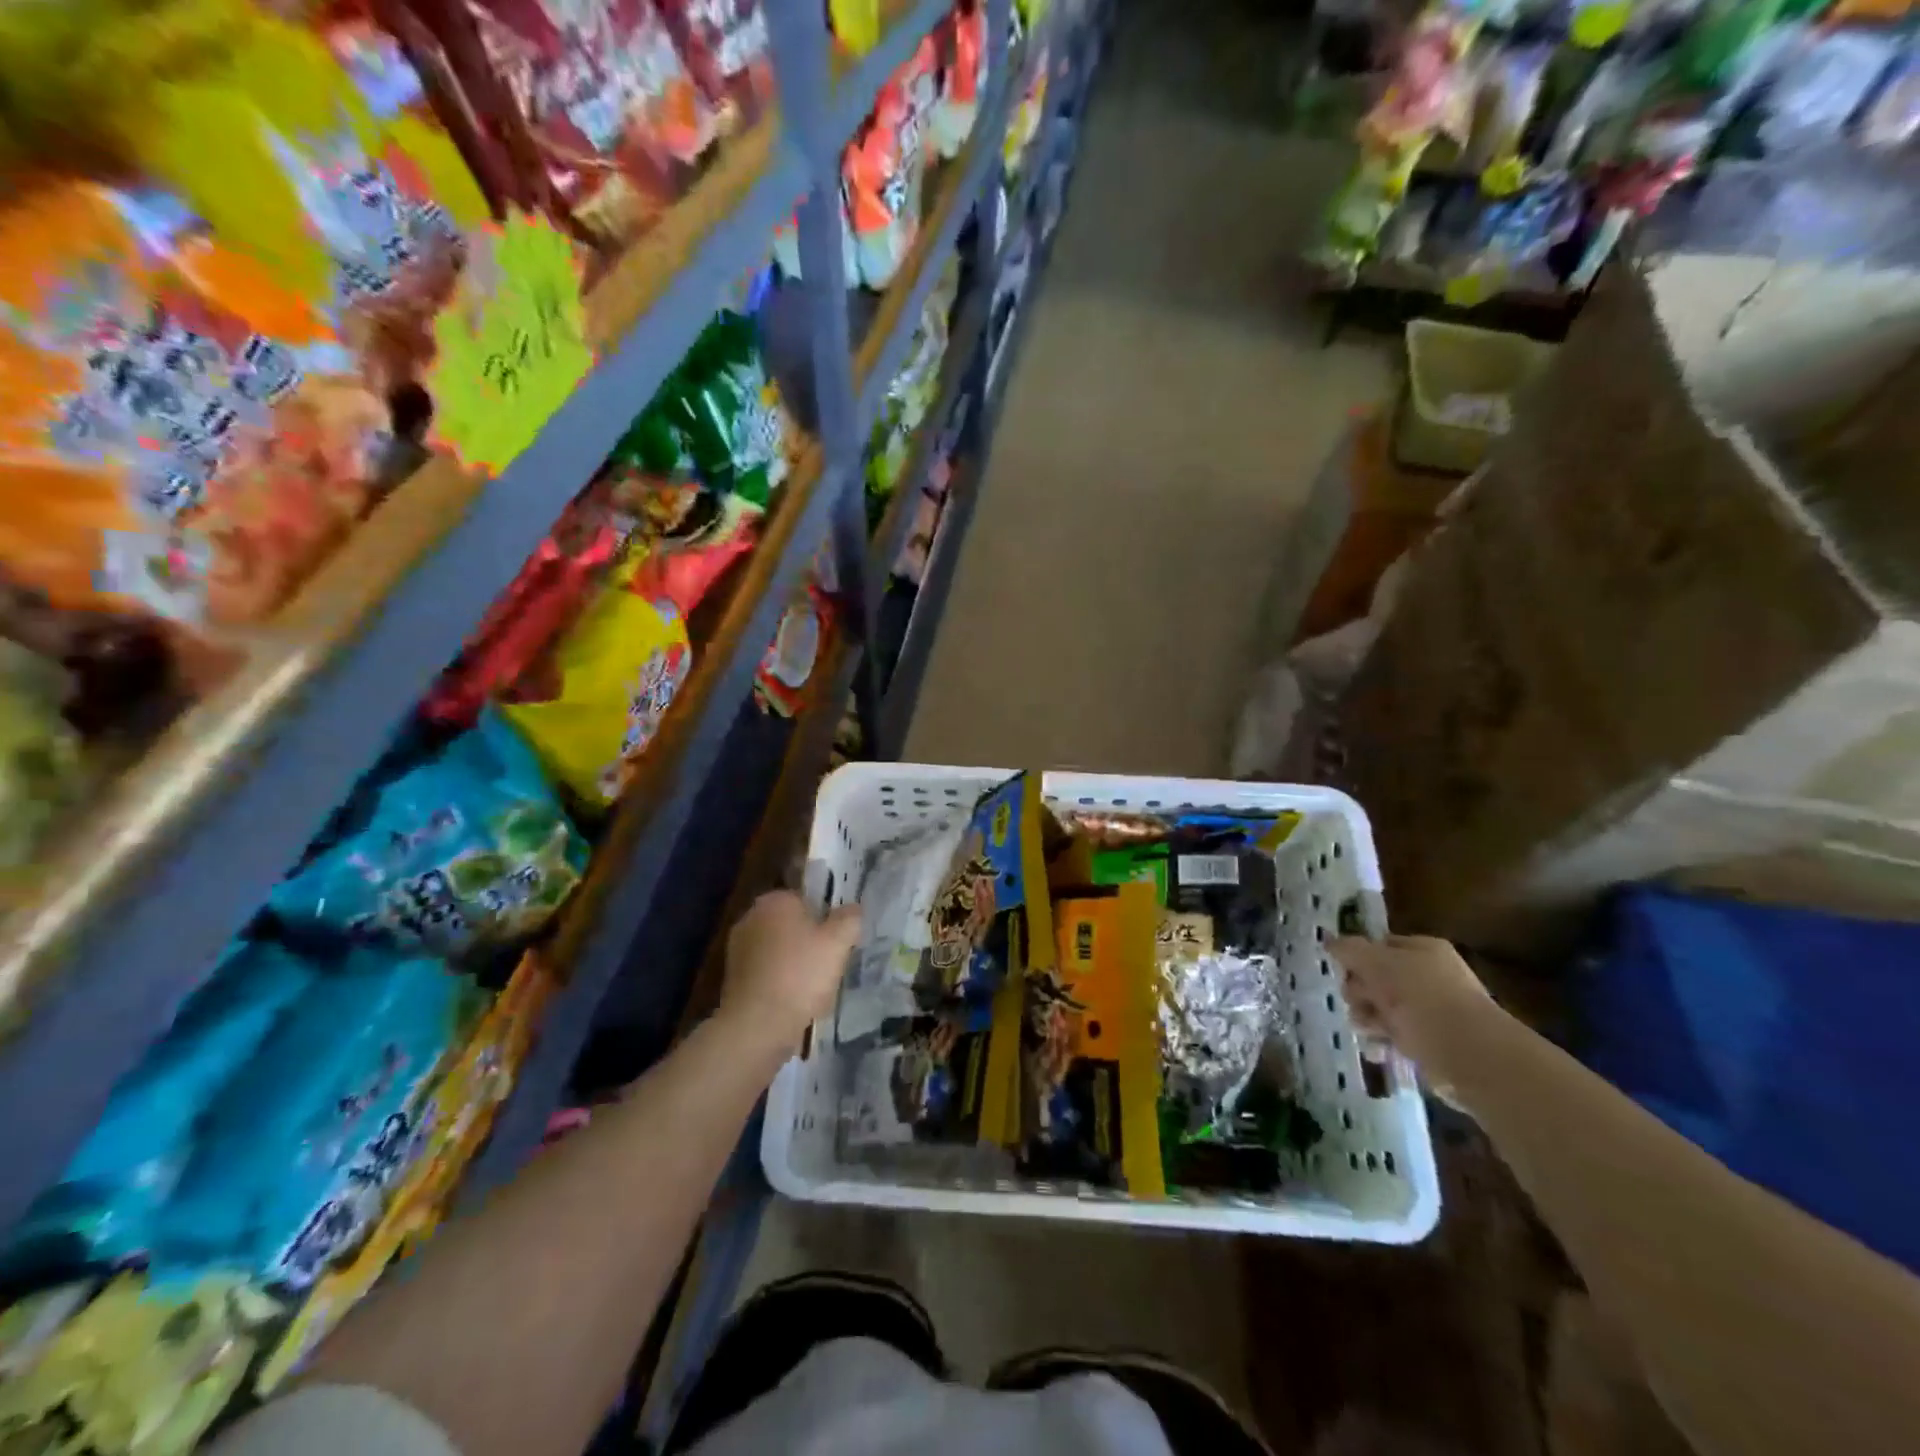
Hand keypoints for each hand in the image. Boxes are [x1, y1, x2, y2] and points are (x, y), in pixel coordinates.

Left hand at [718, 891, 860, 1057]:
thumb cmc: (800, 974)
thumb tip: (852, 909)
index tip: (838, 941)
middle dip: (810, 941)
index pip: (807, 899)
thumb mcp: (838, 942)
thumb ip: (849, 919)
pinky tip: (794, 1001)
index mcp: (775, 900)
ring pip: (779, 950)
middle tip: (830, 964)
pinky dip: (780, 982)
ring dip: (795, 963)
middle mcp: (751, 917)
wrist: (757, 1025)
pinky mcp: (732, 977)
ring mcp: (737, 948)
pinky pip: (766, 972)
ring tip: (814, 988)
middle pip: (791, 925)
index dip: (827, 919)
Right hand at [1329, 934, 1495, 1077]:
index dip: (1357, 958)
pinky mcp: (1435, 1042)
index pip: (1379, 945)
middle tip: (1358, 1004)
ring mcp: (1435, 1010)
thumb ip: (1349, 949)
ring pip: (1385, 1008)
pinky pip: (1399, 1035)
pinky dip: (1386, 1041)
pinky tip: (1379, 1048)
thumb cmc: (1422, 999)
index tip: (1345, 975)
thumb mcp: (1377, 964)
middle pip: (1378, 978)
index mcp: (1424, 950)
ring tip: (1368, 1030)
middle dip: (1360, 992)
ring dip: (1369, 1018)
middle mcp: (1432, 976)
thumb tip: (1329, 940)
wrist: (1471, 1055)